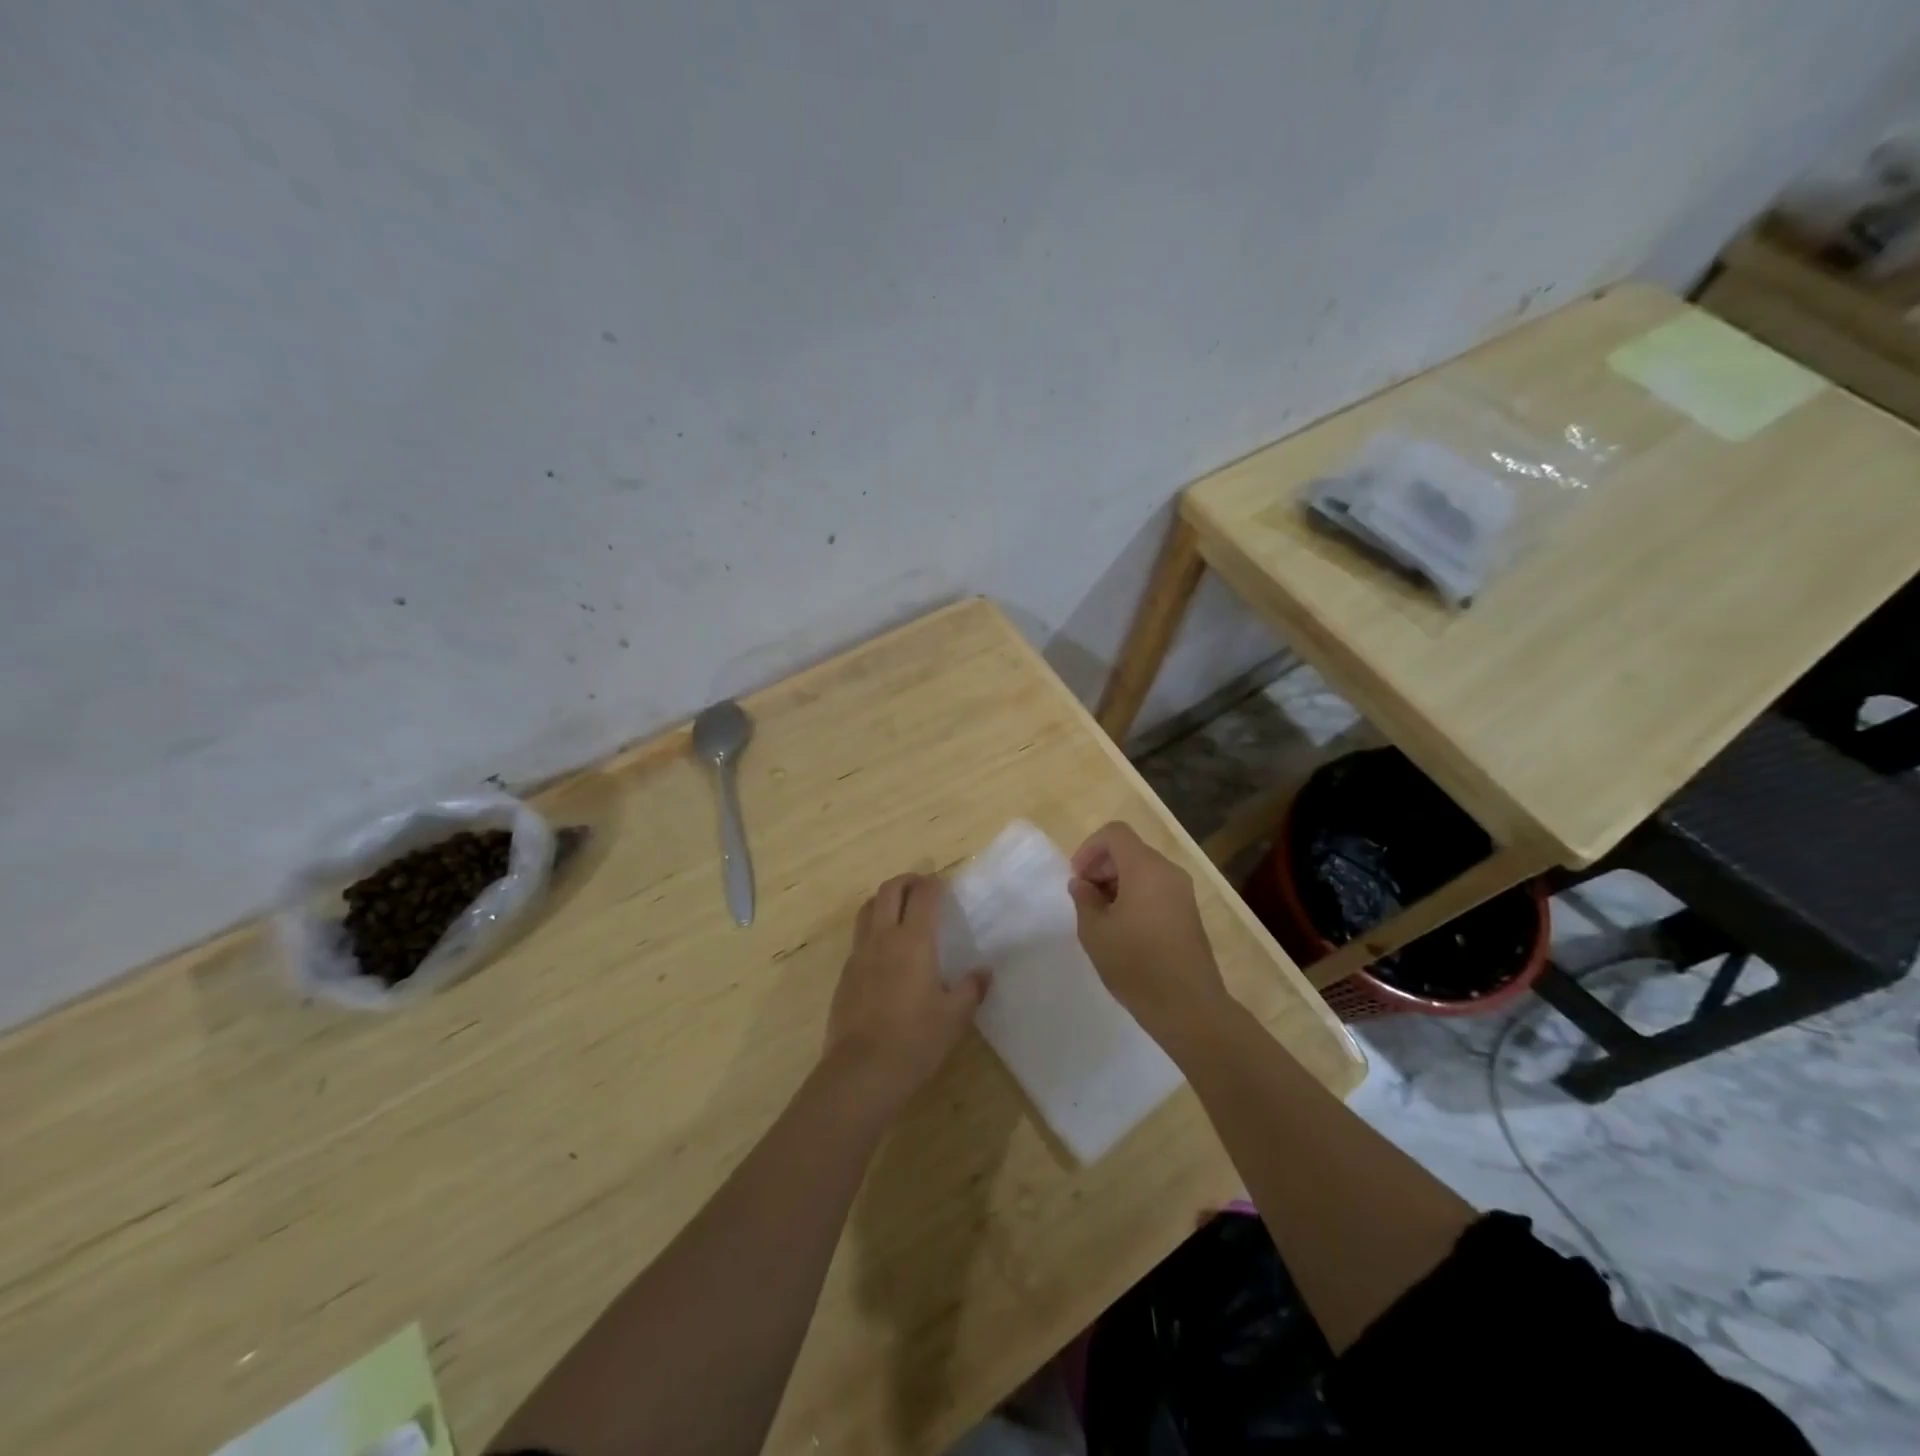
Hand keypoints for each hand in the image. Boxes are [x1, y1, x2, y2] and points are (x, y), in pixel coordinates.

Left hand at [823, 873, 990, 1113]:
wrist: (861, 1072)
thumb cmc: (915, 1040)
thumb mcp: (954, 1017)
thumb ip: (971, 989)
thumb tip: (984, 972)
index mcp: (914, 941)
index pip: (924, 895)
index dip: (935, 884)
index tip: (944, 885)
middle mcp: (883, 938)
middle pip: (889, 890)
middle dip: (907, 881)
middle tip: (923, 887)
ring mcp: (859, 954)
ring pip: (868, 909)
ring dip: (885, 900)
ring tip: (901, 910)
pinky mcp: (845, 974)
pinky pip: (859, 937)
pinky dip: (873, 929)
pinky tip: (886, 952)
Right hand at [1068, 821, 1230, 1050]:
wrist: (1189, 1007)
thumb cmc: (1136, 964)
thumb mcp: (1095, 931)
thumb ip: (1084, 900)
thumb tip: (1083, 885)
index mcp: (1145, 868)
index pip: (1115, 833)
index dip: (1089, 849)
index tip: (1077, 879)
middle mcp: (1168, 872)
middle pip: (1130, 850)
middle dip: (1101, 867)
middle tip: (1084, 899)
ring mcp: (1183, 893)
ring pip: (1143, 870)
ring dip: (1117, 883)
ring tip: (1101, 917)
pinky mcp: (1189, 914)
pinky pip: (1156, 889)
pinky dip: (1135, 896)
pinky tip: (1123, 930)